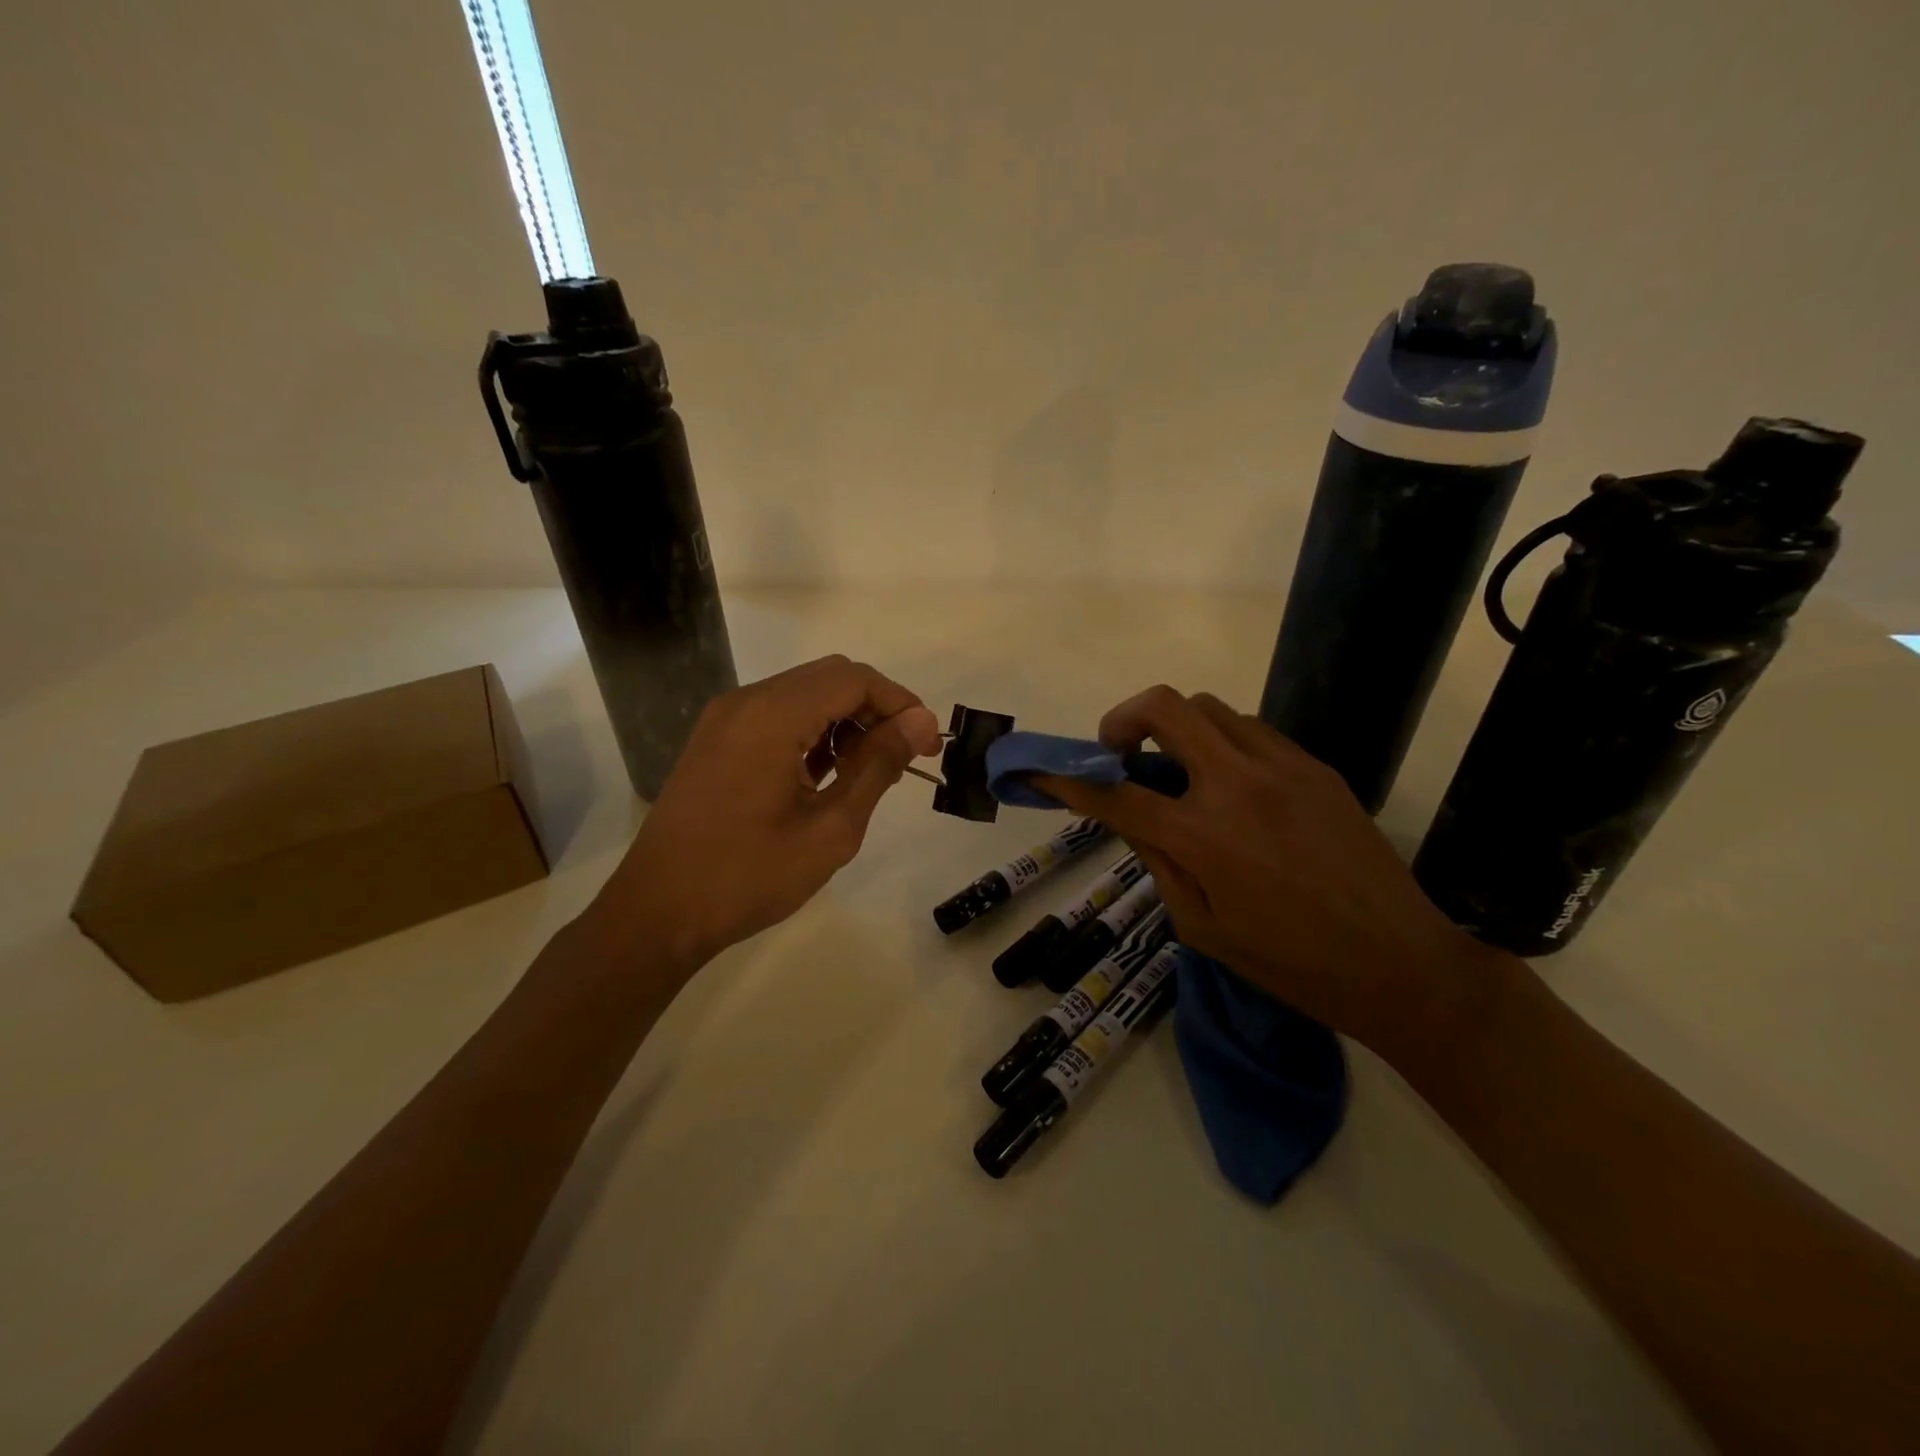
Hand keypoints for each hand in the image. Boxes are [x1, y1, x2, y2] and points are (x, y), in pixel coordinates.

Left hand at [592, 656, 941, 973]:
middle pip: (829, 678)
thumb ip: (878, 766)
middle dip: (875, 709)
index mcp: (772, 716)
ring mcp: (725, 720)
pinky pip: (777, 716)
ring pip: (804, 694)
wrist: (657, 913)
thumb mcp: (831, 828)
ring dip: (844, 721)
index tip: (925, 745)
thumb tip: (920, 723)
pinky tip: (826, 775)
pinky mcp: (716, 740)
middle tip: (903, 757)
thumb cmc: (749, 876)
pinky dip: (812, 732)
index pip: (854, 679)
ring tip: (869, 772)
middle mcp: (746, 702)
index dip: (900, 703)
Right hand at [1034, 686, 1500, 1064]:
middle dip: (1123, 719)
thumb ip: (1157, 864)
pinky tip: (1231, 784)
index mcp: (1202, 836)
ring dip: (1177, 728)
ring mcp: (1283, 767)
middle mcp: (1238, 784)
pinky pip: (1253, 731)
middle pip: (1164, 707)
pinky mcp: (1316, 767)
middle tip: (1118, 752)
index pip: (1115, 794)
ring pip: (1210, 708)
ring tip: (1178, 769)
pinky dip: (1222, 743)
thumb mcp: (1201, 929)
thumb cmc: (1290, 964)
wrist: (1401, 963)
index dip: (1066, 781)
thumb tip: (1129, 818)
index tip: (1040, 771)